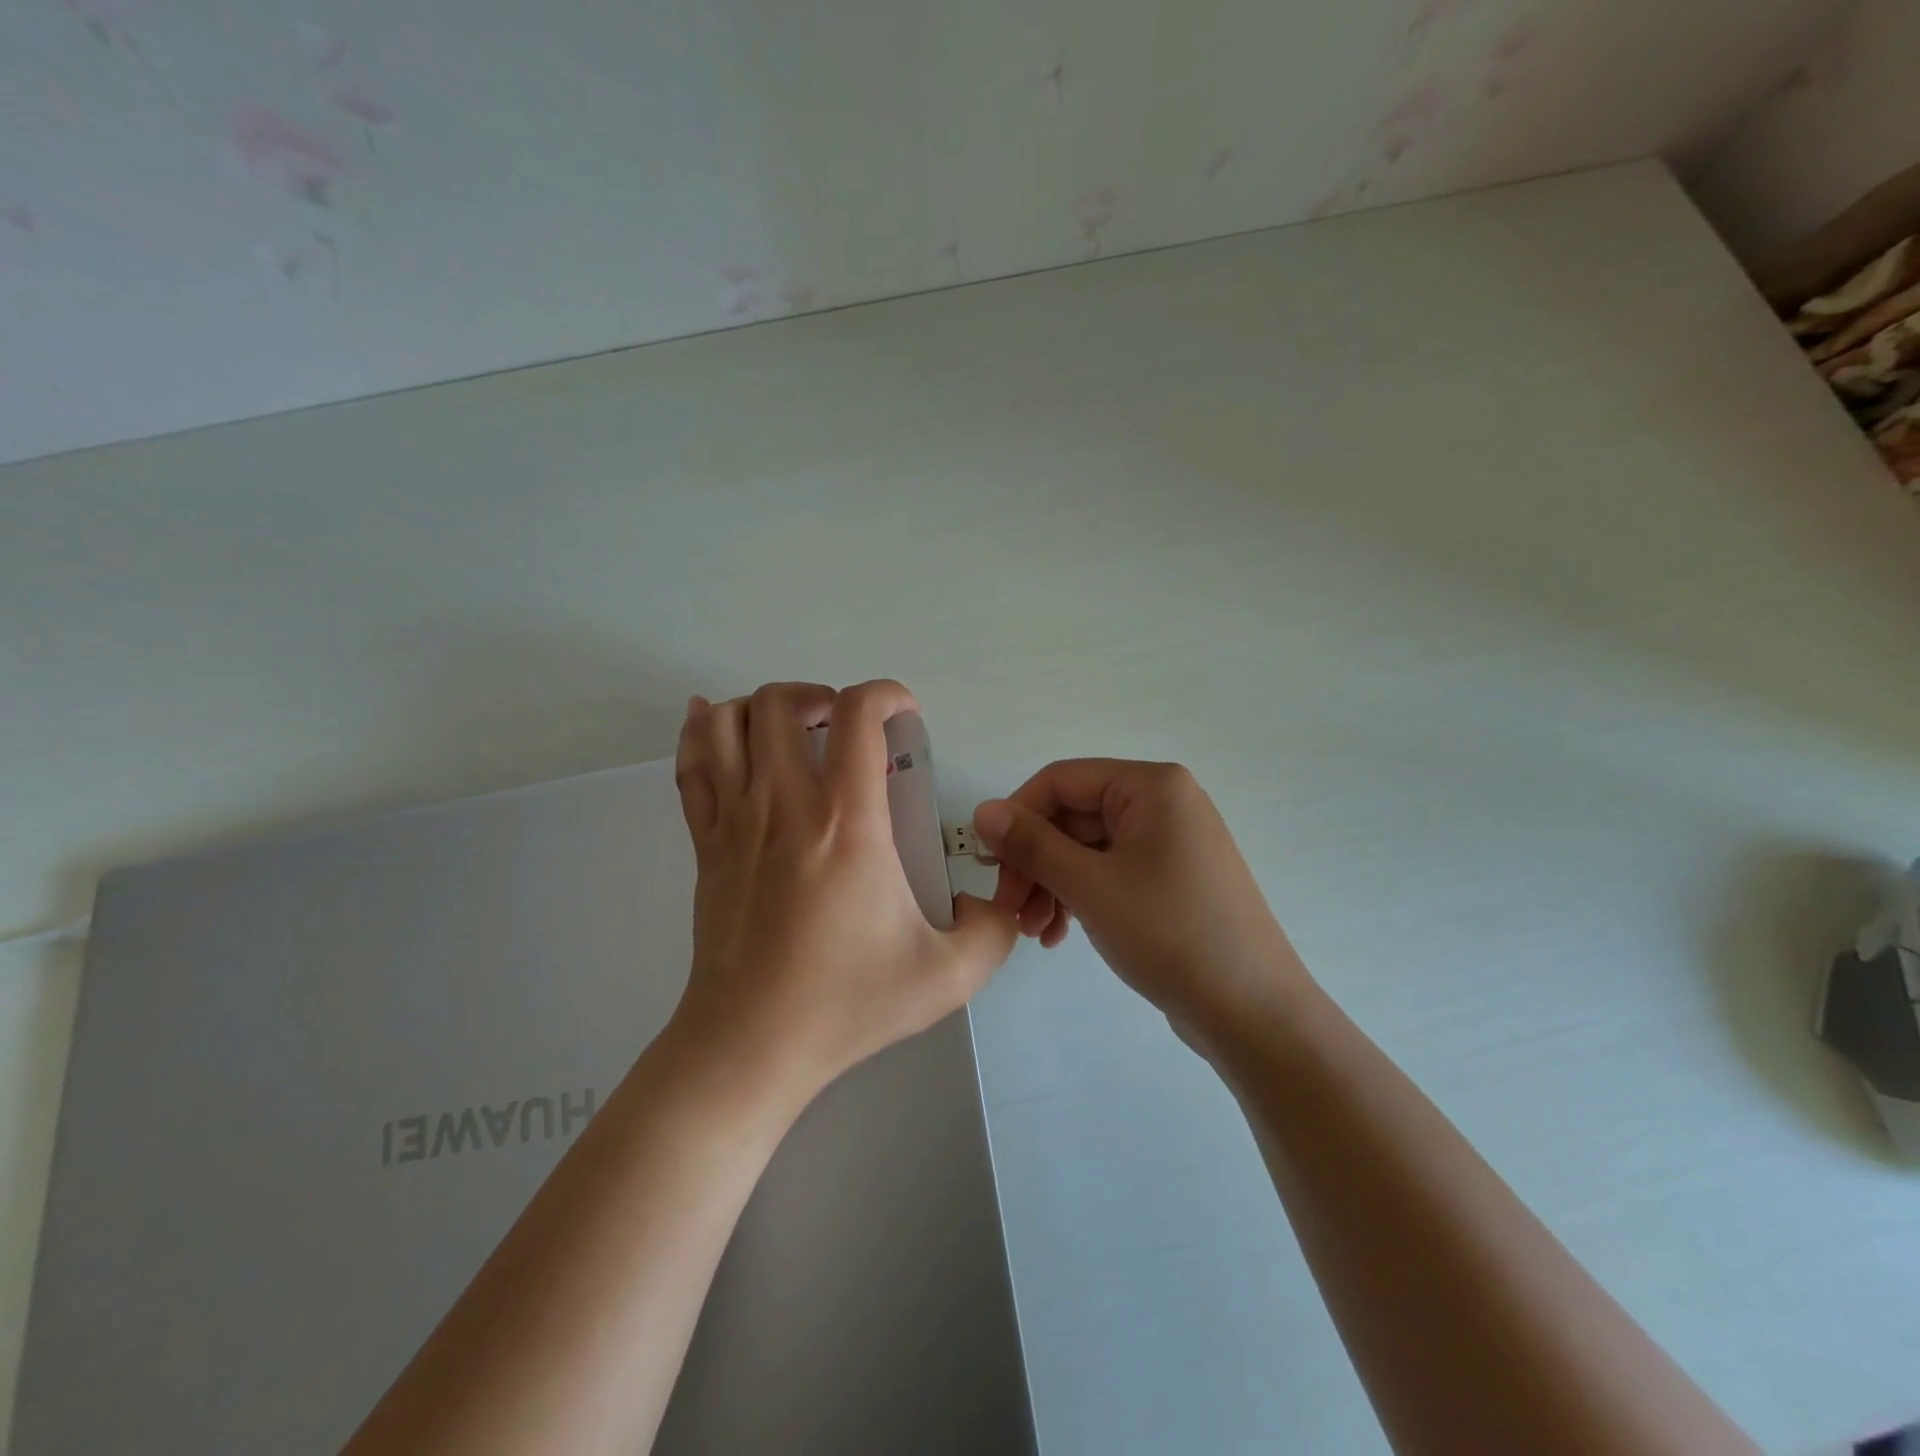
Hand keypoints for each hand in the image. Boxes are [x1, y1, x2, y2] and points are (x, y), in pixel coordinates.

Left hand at [671, 680, 1018, 1105]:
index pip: (858, 714)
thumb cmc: (846, 1004)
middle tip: (847, 729)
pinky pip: (693, 764)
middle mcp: (785, 803)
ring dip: (764, 707)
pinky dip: (703, 731)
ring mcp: (736, 820)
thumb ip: (994, 930)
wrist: (751, 1045)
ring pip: (730, 721)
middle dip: (823, 695)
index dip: (888, 693)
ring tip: (795, 732)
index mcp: (847, 821)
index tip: (906, 717)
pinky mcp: (706, 843)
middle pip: (783, 701)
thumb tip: (997, 900)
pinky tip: (719, 725)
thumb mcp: (947, 976)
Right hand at [974, 760, 1308, 1049]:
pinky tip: (1059, 934)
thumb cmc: (1170, 935)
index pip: (1061, 781)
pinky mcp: (1169, 880)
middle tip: (1009, 908)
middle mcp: (1162, 803)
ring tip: (1034, 931)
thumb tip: (982, 811)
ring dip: (1052, 885)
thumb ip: (1031, 844)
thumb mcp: (1090, 886)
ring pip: (1087, 850)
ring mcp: (1168, 843)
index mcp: (1151, 786)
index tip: (989, 863)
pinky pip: (1109, 873)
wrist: (1253, 1013)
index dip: (1018, 816)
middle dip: (1035, 862)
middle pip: (1073, 817)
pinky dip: (1079, 898)